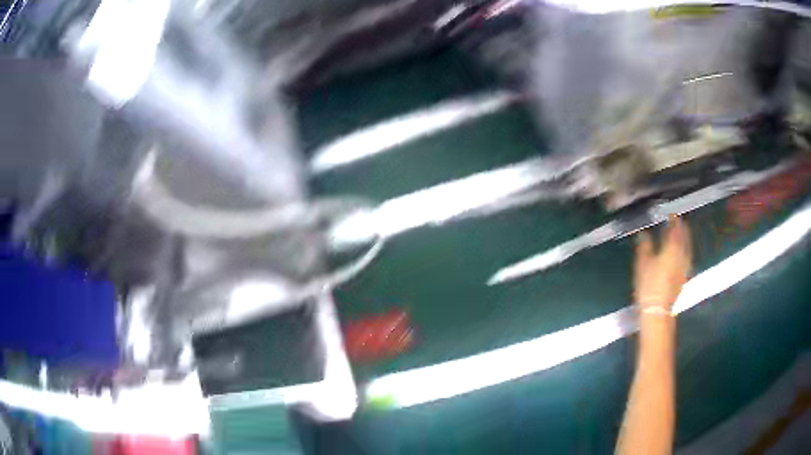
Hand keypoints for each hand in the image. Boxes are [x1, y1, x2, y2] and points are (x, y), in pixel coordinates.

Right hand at [634, 216, 692, 310]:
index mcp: (673, 246)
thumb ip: (645, 246)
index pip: (676, 226)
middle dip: (681, 226)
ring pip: (687, 245)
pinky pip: (687, 255)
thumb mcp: (642, 264)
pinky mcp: (685, 275)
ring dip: (683, 237)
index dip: (673, 217)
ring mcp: (686, 265)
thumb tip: (643, 233)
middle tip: (674, 221)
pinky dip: (683, 249)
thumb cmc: (649, 286)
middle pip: (685, 234)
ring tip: (677, 234)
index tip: (669, 212)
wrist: (658, 312)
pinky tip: (678, 252)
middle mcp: (683, 253)